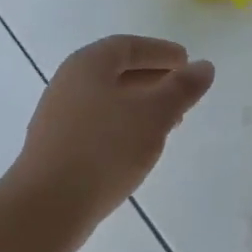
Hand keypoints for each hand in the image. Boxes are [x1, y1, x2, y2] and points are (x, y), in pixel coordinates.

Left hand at [5, 35, 214, 251]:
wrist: (48, 205)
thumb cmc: (105, 149)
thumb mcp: (153, 115)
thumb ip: (181, 89)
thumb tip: (204, 67)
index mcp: (88, 64)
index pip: (129, 47)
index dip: (160, 52)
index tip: (187, 61)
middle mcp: (69, 82)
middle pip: (117, 71)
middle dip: (153, 79)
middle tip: (182, 92)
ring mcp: (59, 116)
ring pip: (108, 100)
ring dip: (140, 105)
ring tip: (169, 122)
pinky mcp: (58, 146)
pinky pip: (98, 124)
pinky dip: (124, 126)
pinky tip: (139, 147)